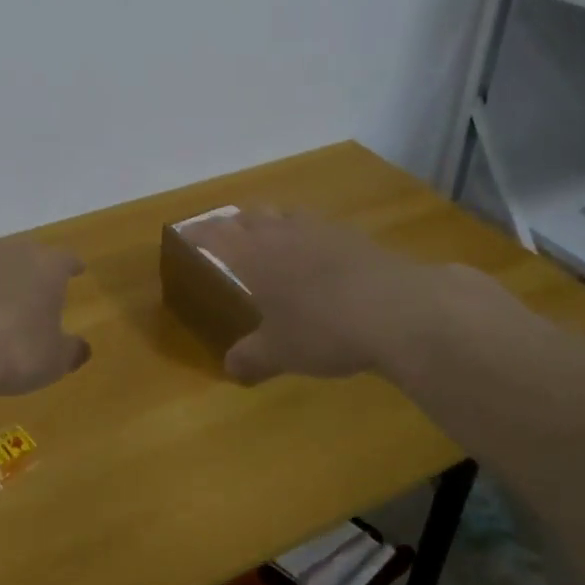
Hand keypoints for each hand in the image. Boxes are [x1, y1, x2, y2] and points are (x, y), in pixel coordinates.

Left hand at [0, 239, 91, 396]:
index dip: (73, 266)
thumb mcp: (54, 361)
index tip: (77, 270)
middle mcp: (13, 252)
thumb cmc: (15, 350)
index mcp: (48, 266)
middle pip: (29, 253)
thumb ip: (71, 351)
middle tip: (38, 286)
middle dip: (34, 269)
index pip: (66, 259)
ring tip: (1, 300)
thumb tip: (82, 348)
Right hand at [188, 208, 442, 384]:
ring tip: (272, 240)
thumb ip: (251, 357)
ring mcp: (322, 230)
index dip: (198, 232)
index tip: (186, 234)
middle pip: (251, 215)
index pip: (215, 233)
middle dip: (235, 223)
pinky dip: (309, 236)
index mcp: (254, 255)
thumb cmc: (323, 329)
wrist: (398, 310)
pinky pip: (320, 228)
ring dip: (273, 223)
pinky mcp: (356, 238)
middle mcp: (283, 233)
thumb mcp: (280, 352)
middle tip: (228, 237)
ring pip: (287, 215)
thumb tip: (230, 369)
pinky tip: (319, 258)